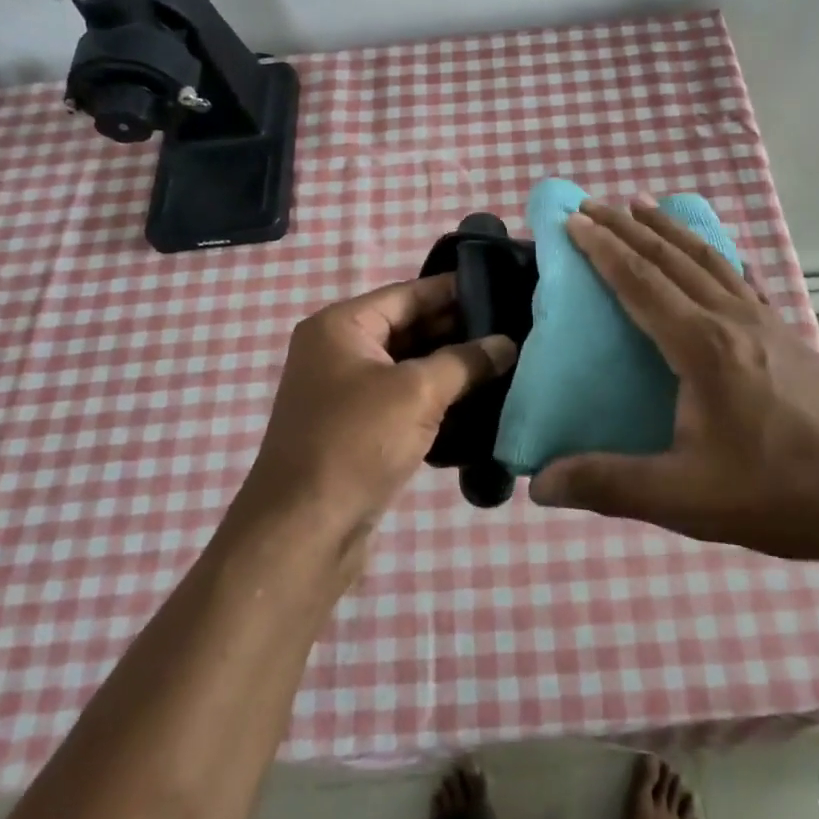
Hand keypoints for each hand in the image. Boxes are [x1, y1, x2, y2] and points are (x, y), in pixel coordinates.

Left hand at [234, 274, 515, 554]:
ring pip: (410, 366)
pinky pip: (404, 400)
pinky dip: (437, 399)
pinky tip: (480, 402)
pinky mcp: (357, 429)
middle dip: (459, 330)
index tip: (502, 287)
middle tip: (514, 329)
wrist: (304, 531)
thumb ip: (465, 361)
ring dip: (452, 367)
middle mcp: (339, 351)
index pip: (408, 293)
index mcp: (341, 326)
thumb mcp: (417, 392)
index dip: (454, 290)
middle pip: (409, 328)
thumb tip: (507, 344)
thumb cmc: (356, 443)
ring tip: (507, 362)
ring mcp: (346, 392)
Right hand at [527, 201, 818, 569]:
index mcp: (702, 346)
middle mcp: (732, 319)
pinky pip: (739, 278)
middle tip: (593, 204)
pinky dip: (713, 254)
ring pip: (708, 258)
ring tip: (642, 206)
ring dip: (669, 230)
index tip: (572, 220)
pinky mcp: (788, 335)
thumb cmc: (779, 492)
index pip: (640, 281)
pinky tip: (713, 256)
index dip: (602, 248)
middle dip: (628, 227)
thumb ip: (609, 485)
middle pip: (671, 257)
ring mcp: (766, 322)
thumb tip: (539, 484)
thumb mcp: (685, 497)